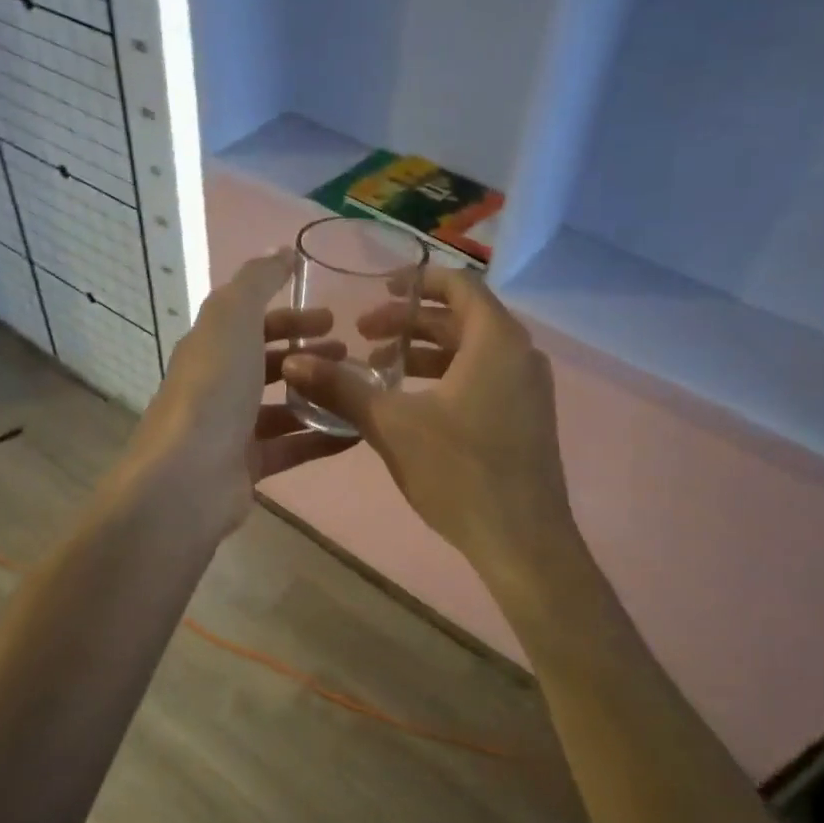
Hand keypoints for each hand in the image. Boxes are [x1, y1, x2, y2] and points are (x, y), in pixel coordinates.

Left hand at [118, 251, 353, 539]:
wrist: (188, 478)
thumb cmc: (213, 389)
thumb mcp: (233, 317)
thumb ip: (258, 281)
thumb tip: (282, 250)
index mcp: (211, 347)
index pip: (252, 323)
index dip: (291, 316)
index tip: (333, 317)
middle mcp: (218, 386)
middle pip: (268, 363)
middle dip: (309, 354)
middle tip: (352, 353)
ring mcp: (232, 429)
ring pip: (283, 406)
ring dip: (318, 394)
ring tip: (359, 390)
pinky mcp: (248, 467)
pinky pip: (293, 446)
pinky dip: (323, 437)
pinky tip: (358, 431)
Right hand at [281, 268, 573, 571]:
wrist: (523, 541)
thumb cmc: (460, 472)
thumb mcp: (392, 425)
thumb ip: (343, 388)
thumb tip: (294, 363)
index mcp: (497, 341)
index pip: (459, 284)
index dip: (417, 281)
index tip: (379, 290)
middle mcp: (521, 355)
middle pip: (462, 318)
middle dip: (410, 324)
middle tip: (364, 335)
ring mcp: (529, 389)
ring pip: (472, 352)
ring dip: (425, 354)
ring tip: (379, 371)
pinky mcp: (527, 418)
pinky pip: (485, 378)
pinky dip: (447, 377)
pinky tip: (413, 405)